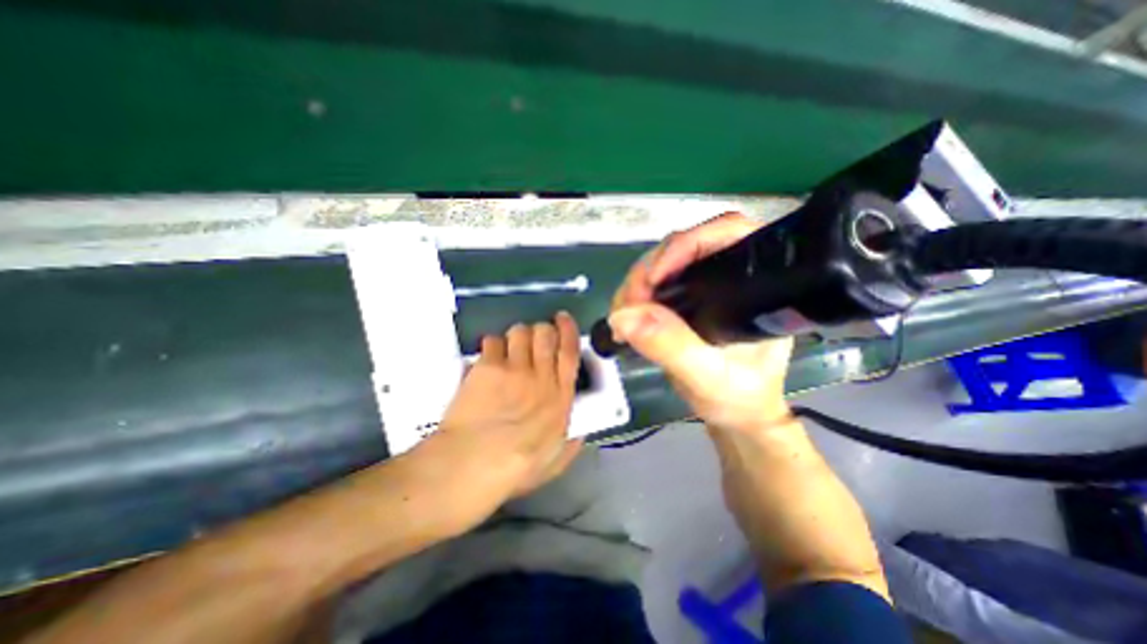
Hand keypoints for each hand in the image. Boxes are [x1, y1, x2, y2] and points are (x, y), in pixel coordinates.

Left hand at [438, 313, 585, 496]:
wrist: (472, 466)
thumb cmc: (514, 470)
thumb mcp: (553, 464)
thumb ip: (570, 445)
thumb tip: (581, 433)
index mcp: (560, 398)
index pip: (569, 352)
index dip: (568, 330)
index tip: (563, 318)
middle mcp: (541, 377)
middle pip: (545, 334)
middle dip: (540, 329)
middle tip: (533, 339)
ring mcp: (514, 369)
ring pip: (519, 332)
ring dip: (516, 336)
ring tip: (508, 349)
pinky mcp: (487, 367)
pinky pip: (492, 341)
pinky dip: (491, 346)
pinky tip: (487, 360)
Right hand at [605, 212, 795, 432]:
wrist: (736, 414)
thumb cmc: (738, 397)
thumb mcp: (707, 376)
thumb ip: (671, 345)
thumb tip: (624, 316)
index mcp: (756, 284)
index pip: (726, 234)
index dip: (685, 245)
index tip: (653, 279)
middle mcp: (731, 275)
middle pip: (683, 247)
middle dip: (648, 271)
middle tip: (628, 305)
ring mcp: (706, 285)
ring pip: (663, 263)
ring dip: (636, 285)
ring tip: (623, 317)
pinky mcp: (686, 298)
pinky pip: (654, 284)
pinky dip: (634, 297)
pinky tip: (627, 317)